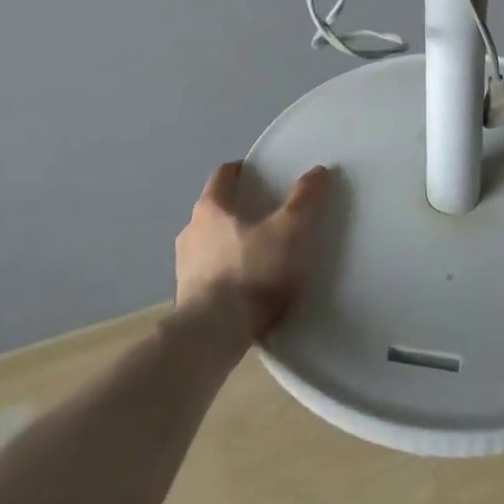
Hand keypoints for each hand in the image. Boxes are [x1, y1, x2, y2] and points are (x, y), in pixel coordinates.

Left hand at [174, 161, 330, 341]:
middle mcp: (190, 230)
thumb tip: (319, 170)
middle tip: (265, 214)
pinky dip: (224, 271)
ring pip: (208, 241)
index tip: (259, 173)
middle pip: (215, 209)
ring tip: (257, 252)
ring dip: (228, 242)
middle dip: (238, 208)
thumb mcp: (289, 231)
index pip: (223, 175)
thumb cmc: (251, 271)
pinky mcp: (186, 296)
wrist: (213, 334)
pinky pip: (208, 272)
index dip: (241, 170)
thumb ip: (304, 199)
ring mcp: (184, 265)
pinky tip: (244, 285)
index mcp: (211, 208)